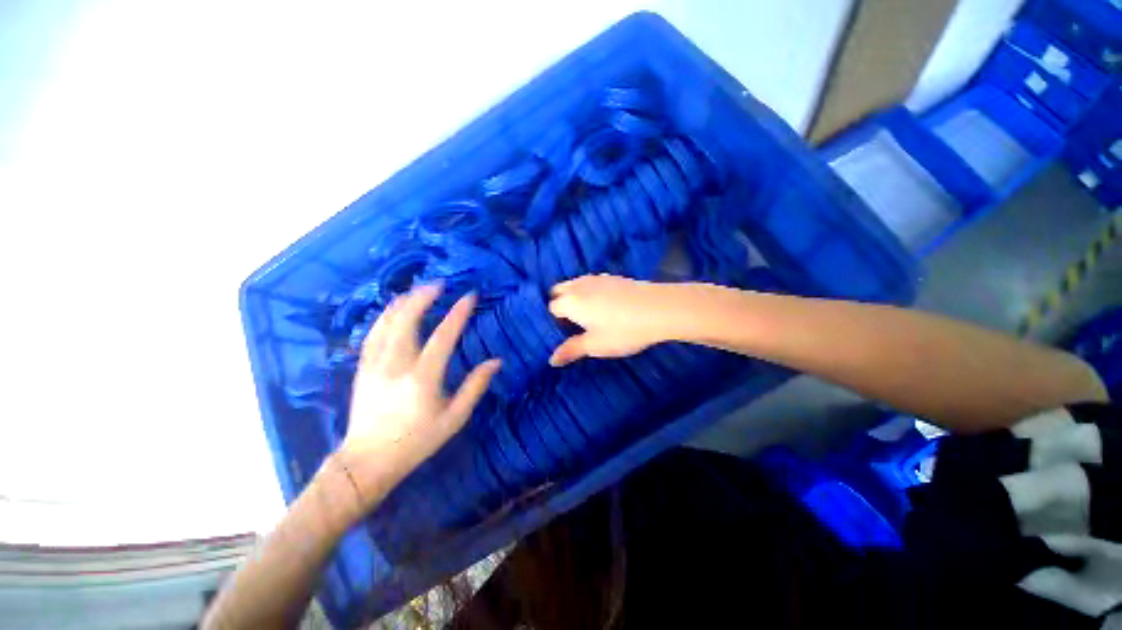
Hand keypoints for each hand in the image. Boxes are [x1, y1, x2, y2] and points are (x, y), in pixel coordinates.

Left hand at [334, 284, 500, 512]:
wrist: (368, 461)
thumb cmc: (416, 441)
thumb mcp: (454, 418)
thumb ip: (475, 386)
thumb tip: (496, 361)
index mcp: (422, 378)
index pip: (443, 336)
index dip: (458, 313)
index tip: (470, 296)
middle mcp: (396, 365)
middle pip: (407, 320)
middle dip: (423, 297)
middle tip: (439, 283)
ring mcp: (375, 365)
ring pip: (386, 323)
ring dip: (403, 302)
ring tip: (417, 289)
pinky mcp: (362, 368)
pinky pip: (373, 334)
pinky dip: (385, 316)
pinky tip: (393, 309)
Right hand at [548, 274, 675, 366]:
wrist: (659, 309)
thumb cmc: (623, 330)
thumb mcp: (595, 345)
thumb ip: (571, 350)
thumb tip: (551, 360)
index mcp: (570, 302)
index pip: (551, 307)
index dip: (555, 320)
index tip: (563, 333)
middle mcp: (579, 285)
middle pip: (559, 290)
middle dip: (559, 303)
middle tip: (571, 322)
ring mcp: (596, 278)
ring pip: (576, 284)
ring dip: (574, 295)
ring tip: (587, 314)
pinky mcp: (613, 277)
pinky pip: (592, 282)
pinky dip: (590, 291)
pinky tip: (605, 304)